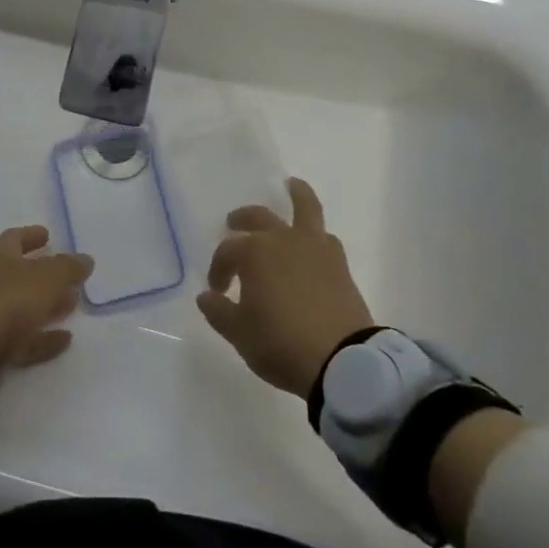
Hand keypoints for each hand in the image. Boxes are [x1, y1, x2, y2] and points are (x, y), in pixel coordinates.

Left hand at [0, 225, 93, 389]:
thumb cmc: (8, 302)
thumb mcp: (46, 278)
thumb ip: (68, 268)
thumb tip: (85, 259)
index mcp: (1, 258)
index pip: (14, 239)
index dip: (30, 235)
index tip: (47, 235)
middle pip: (21, 274)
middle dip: (46, 274)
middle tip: (70, 276)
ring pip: (25, 307)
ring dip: (48, 306)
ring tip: (73, 305)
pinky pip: (25, 340)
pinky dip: (44, 338)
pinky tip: (66, 340)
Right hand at [197, 177, 375, 398]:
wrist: (342, 361)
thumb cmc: (281, 343)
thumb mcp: (239, 333)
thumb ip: (218, 312)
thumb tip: (207, 295)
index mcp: (254, 253)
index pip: (227, 252)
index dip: (218, 269)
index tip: (217, 290)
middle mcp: (283, 240)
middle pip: (258, 218)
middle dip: (242, 219)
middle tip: (233, 223)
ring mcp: (314, 248)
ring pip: (305, 207)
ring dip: (296, 194)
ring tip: (292, 185)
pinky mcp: (339, 264)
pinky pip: (324, 237)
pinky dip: (316, 233)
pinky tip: (313, 241)